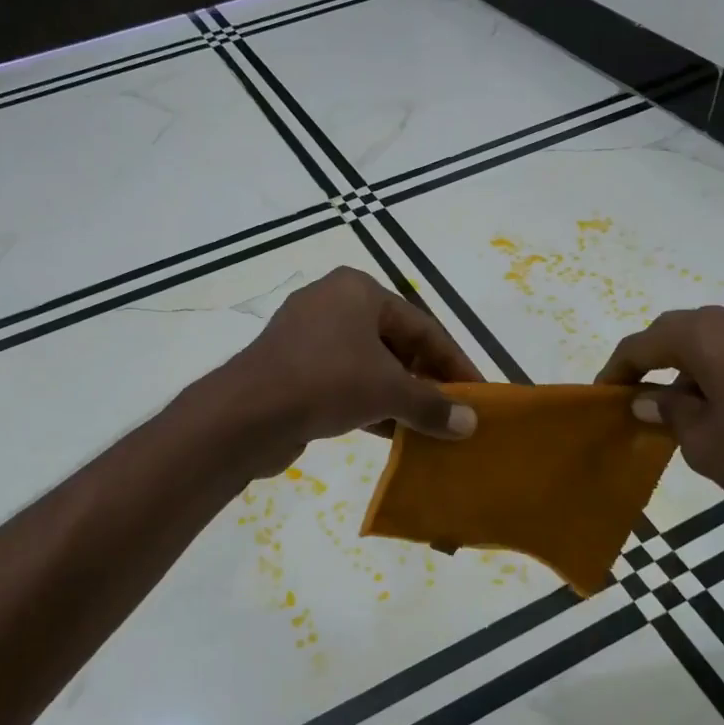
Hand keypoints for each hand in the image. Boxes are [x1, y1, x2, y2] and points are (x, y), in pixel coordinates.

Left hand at [224, 268, 481, 472]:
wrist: (246, 414)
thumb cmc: (326, 382)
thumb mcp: (388, 391)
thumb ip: (432, 405)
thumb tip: (471, 424)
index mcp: (358, 290)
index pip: (422, 325)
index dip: (454, 362)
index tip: (477, 393)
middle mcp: (333, 304)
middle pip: (395, 343)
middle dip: (425, 380)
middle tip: (453, 412)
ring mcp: (308, 337)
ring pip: (368, 365)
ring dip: (399, 397)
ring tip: (428, 428)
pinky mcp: (292, 368)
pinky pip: (343, 382)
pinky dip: (370, 404)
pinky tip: (393, 433)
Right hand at [596, 306, 723, 517]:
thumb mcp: (701, 441)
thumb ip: (667, 411)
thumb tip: (647, 398)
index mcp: (704, 335)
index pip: (642, 345)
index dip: (617, 370)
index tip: (602, 396)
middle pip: (674, 333)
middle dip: (649, 361)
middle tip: (633, 396)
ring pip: (707, 338)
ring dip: (683, 365)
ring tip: (674, 406)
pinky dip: (714, 367)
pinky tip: (715, 403)